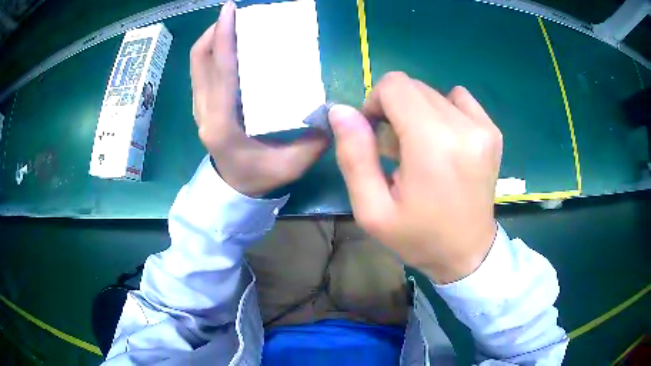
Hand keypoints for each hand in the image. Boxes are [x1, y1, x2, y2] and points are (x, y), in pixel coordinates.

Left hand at [190, 1, 328, 196]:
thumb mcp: (291, 165)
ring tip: (232, 25)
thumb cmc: (258, 177)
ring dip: (211, 39)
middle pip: (200, 60)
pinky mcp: (201, 106)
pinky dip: (211, 52)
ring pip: (196, 64)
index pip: (221, 71)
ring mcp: (199, 108)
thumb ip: (314, 141)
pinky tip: (230, 46)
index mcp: (222, 124)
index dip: (224, 37)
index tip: (230, 11)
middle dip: (215, 31)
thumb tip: (334, 113)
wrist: (232, 189)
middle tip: (235, 14)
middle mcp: (204, 112)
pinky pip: (201, 72)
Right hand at [329, 72, 501, 283]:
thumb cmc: (419, 237)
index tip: (375, 135)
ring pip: (432, 92)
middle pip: (413, 87)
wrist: (468, 253)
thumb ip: (354, 156)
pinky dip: (443, 112)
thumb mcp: (373, 209)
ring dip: (417, 112)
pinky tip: (444, 142)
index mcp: (433, 144)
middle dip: (394, 110)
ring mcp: (483, 127)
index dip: (375, 103)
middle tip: (396, 150)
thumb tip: (341, 111)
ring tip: (421, 149)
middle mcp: (463, 126)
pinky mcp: (493, 131)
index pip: (394, 85)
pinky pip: (458, 99)